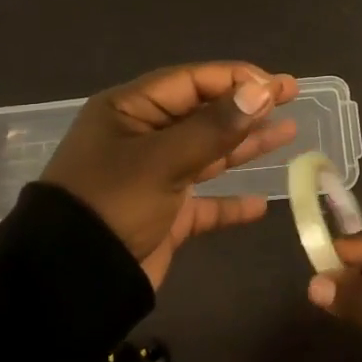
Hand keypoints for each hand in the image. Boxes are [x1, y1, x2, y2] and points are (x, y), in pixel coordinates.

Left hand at [42, 62, 299, 288]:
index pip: (191, 82)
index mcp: (130, 111)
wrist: (70, 282)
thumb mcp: (162, 160)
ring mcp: (153, 177)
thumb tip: (261, 90)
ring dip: (245, 145)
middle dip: (246, 106)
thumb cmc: (112, 204)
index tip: (278, 84)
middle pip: (203, 113)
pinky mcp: (162, 215)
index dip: (236, 79)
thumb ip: (214, 127)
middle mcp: (142, 138)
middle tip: (291, 96)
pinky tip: (259, 205)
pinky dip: (229, 203)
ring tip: (288, 132)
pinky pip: (203, 203)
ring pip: (208, 153)